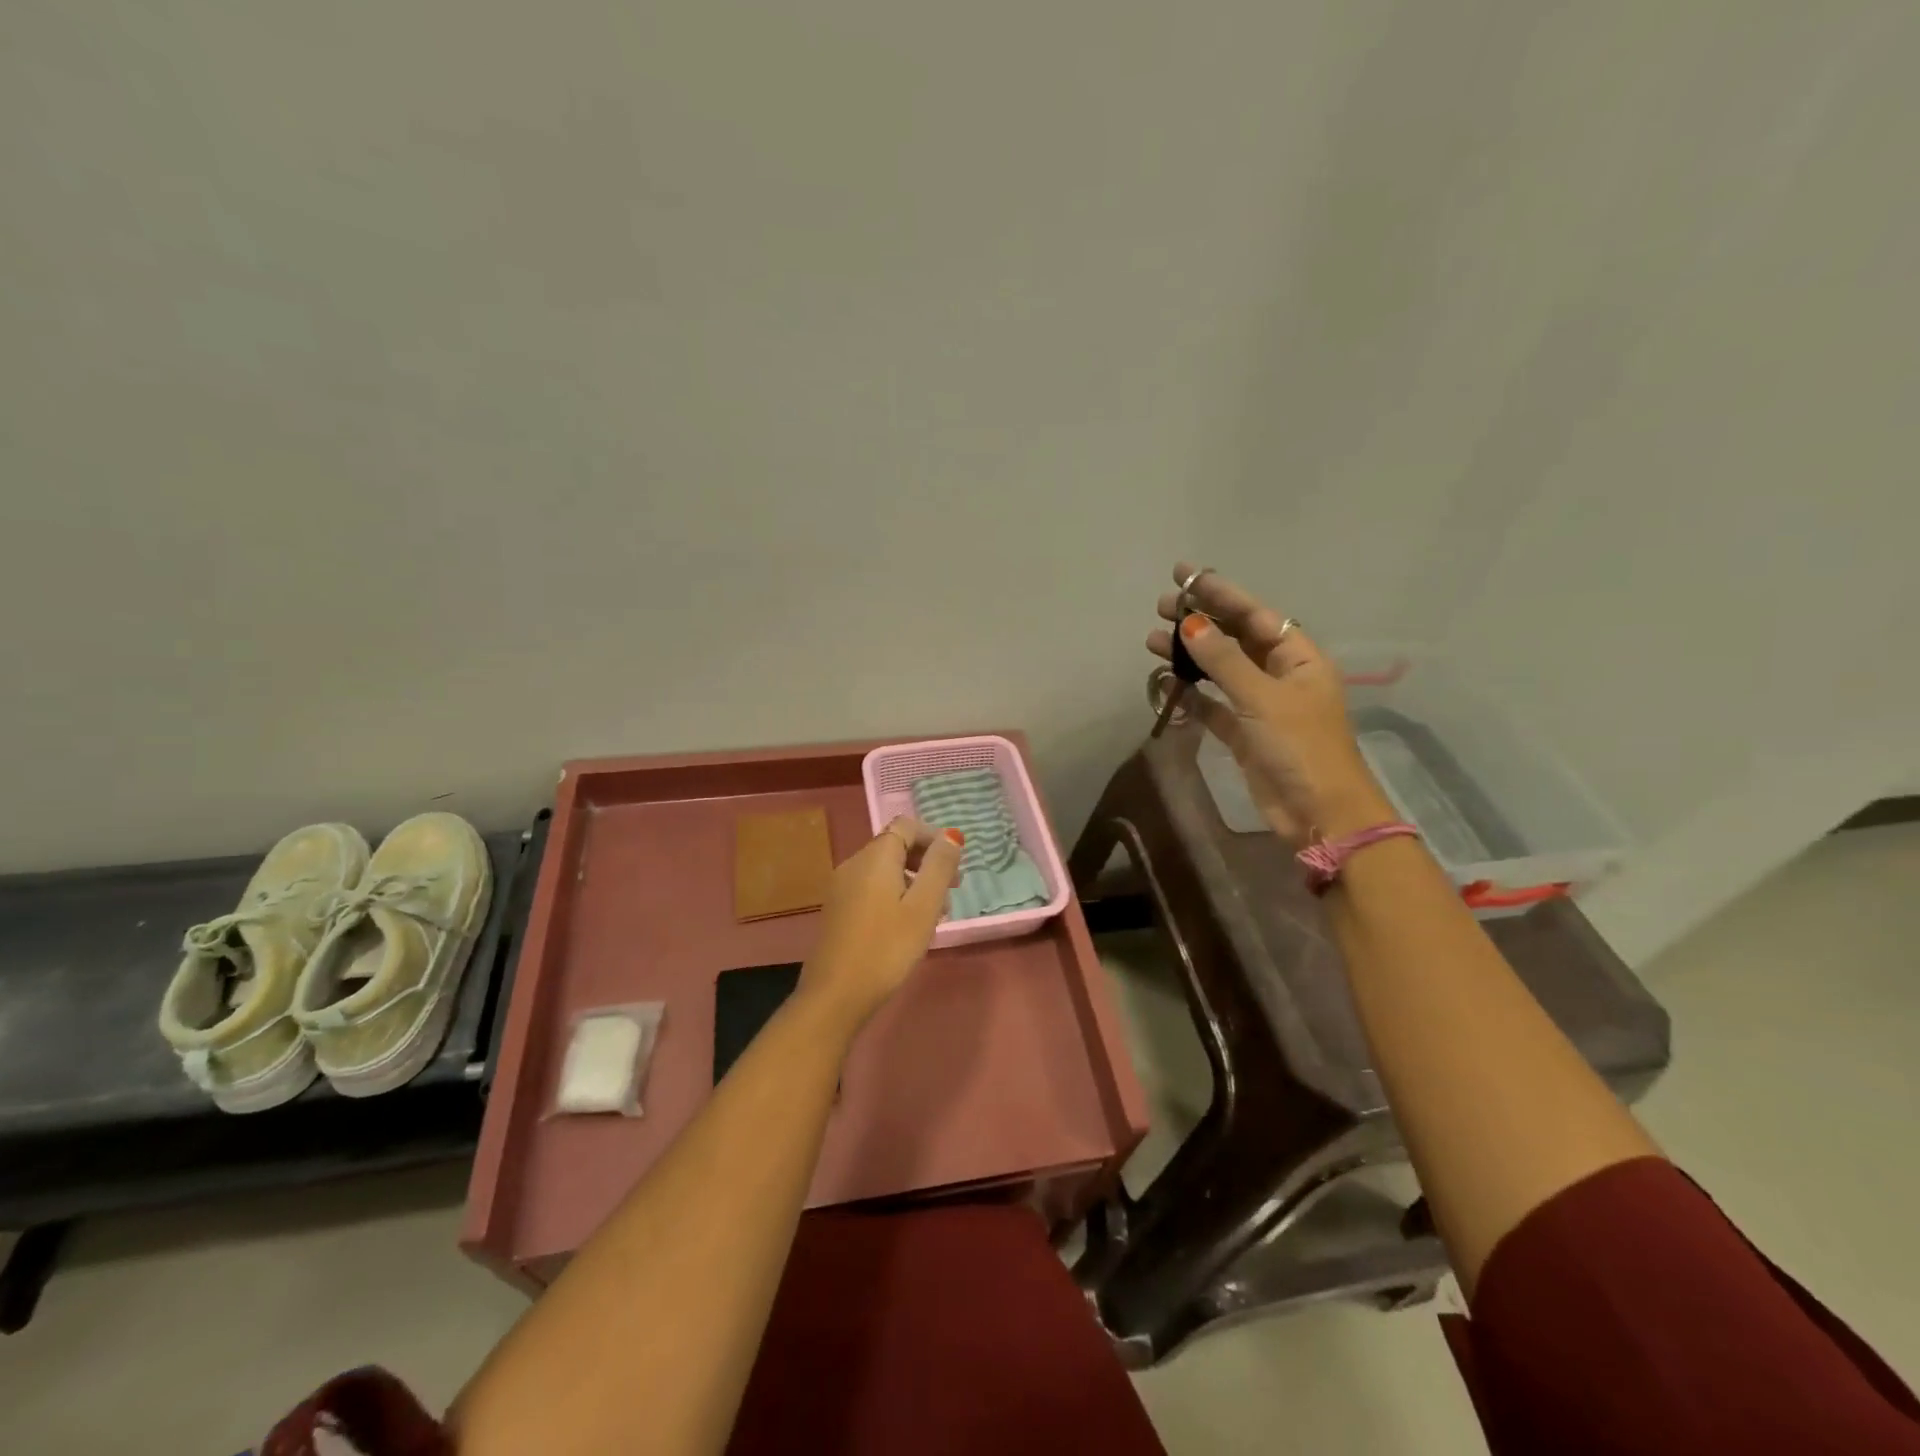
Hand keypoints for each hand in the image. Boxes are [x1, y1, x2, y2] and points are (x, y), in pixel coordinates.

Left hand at [797, 818, 965, 1032]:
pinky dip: (895, 894)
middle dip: (927, 861)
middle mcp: (854, 864)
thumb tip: (950, 836)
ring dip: (914, 881)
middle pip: (895, 846)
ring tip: (936, 914)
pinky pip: (872, 888)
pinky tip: (908, 925)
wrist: (835, 995)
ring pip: (885, 870)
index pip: (906, 826)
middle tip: (952, 890)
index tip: (955, 864)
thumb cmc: (886, 948)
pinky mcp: (838, 910)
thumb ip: (939, 867)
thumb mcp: (923, 907)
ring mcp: (842, 888)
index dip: (934, 837)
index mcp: (875, 858)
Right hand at [1147, 562, 1394, 847]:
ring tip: (1151, 640)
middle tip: (1160, 606)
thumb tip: (1191, 625)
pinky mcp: (1244, 734)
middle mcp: (1280, 675)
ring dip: (1188, 656)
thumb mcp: (1263, 698)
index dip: (1219, 592)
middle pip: (1234, 638)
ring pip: (1219, 670)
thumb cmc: (1300, 748)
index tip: (1184, 575)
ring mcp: (1261, 705)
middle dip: (1199, 620)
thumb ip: (1224, 662)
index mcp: (1298, 657)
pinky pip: (1212, 704)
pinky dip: (1190, 693)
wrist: (1320, 814)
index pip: (1254, 614)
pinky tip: (1164, 681)